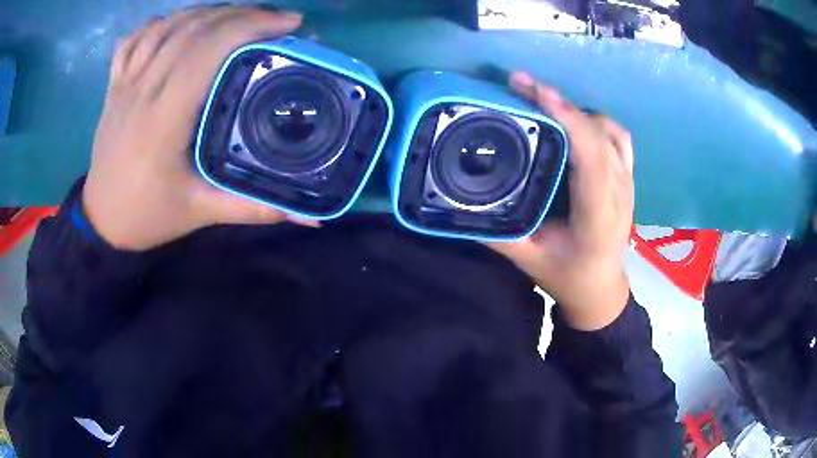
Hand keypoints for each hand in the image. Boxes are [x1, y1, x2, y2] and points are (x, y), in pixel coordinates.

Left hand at [83, 6, 306, 251]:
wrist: (101, 222)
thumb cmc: (147, 216)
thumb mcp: (201, 212)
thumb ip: (254, 207)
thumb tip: (312, 216)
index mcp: (162, 120)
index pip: (206, 51)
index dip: (250, 26)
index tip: (288, 25)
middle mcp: (141, 91)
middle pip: (191, 29)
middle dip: (239, 14)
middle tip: (273, 20)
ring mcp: (124, 84)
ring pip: (165, 26)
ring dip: (205, 12)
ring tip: (236, 17)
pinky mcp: (114, 85)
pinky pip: (134, 39)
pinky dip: (161, 22)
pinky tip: (180, 23)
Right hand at [489, 72, 634, 330]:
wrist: (602, 289)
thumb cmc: (568, 277)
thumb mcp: (529, 260)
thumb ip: (499, 231)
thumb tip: (462, 201)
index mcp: (598, 213)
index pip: (590, 154)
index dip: (565, 117)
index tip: (532, 90)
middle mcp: (619, 191)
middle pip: (597, 132)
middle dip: (559, 102)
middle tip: (520, 85)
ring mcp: (628, 182)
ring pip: (609, 129)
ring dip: (575, 109)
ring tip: (542, 101)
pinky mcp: (628, 177)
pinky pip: (618, 137)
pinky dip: (594, 120)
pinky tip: (573, 120)